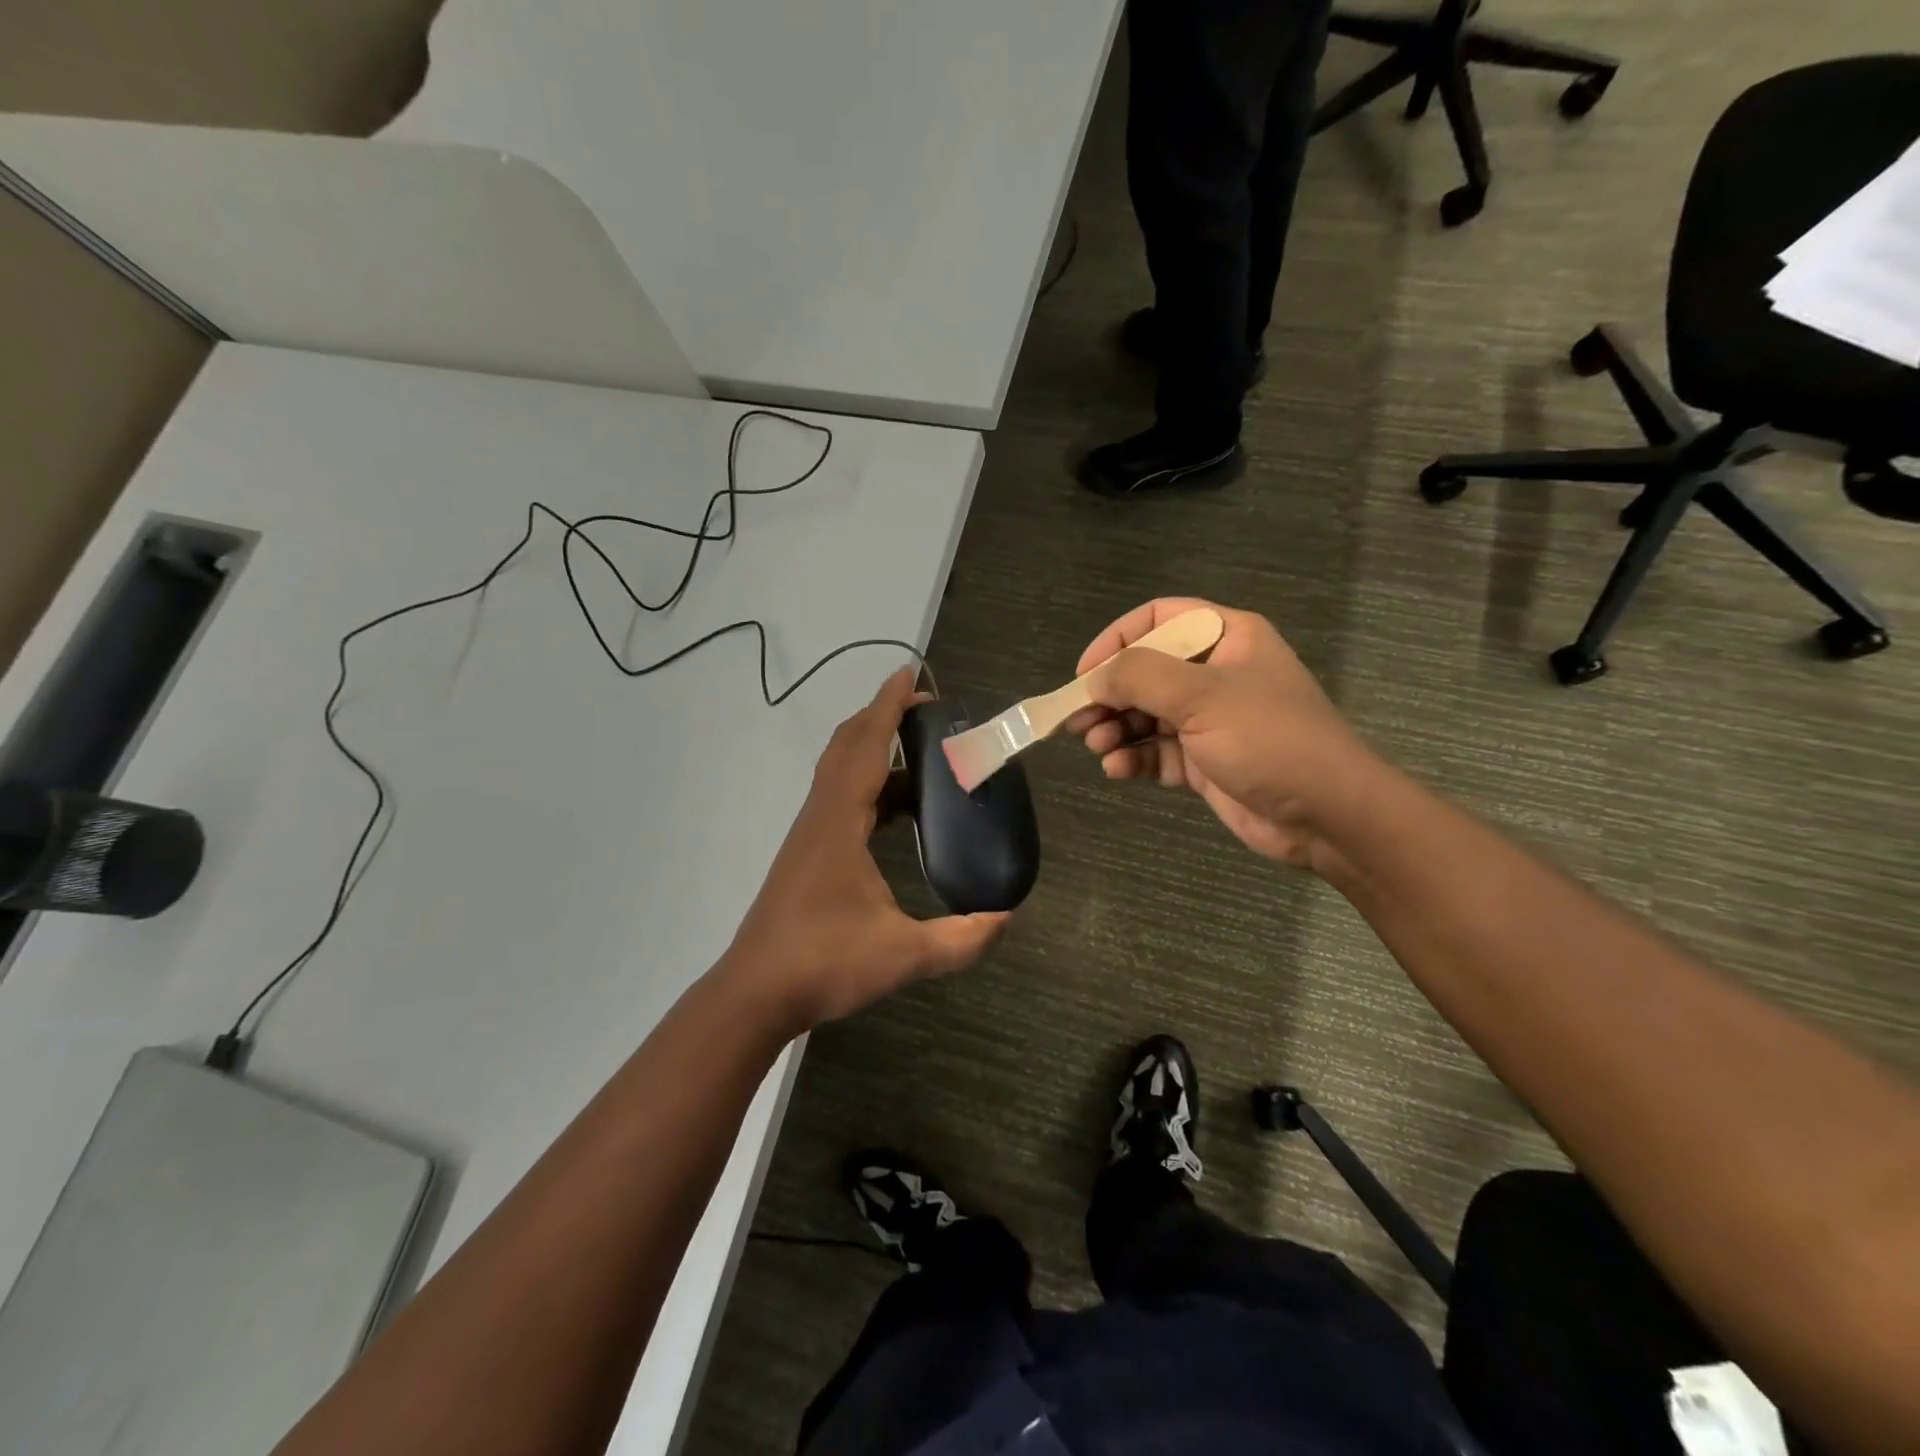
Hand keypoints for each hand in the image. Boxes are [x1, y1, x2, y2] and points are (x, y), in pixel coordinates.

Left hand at [722, 668, 1008, 1030]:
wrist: (756, 992)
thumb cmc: (824, 964)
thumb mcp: (903, 955)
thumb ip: (961, 940)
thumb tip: (1008, 918)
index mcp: (839, 822)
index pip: (865, 746)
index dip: (888, 706)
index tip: (911, 674)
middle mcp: (820, 815)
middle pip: (848, 745)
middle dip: (882, 716)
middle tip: (926, 709)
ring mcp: (809, 833)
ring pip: (840, 769)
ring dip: (874, 748)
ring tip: (920, 752)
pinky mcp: (807, 851)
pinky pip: (839, 796)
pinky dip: (868, 783)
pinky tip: (896, 808)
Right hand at [1064, 599, 1370, 870]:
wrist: (1328, 815)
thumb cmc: (1269, 739)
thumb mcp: (1202, 696)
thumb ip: (1140, 677)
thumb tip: (1095, 680)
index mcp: (1226, 638)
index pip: (1158, 618)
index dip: (1116, 639)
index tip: (1085, 672)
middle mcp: (1215, 673)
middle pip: (1145, 671)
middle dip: (1109, 695)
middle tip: (1078, 720)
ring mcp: (1209, 720)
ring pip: (1146, 715)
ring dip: (1116, 729)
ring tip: (1097, 746)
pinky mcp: (1204, 762)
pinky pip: (1156, 752)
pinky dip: (1133, 759)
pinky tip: (1117, 769)